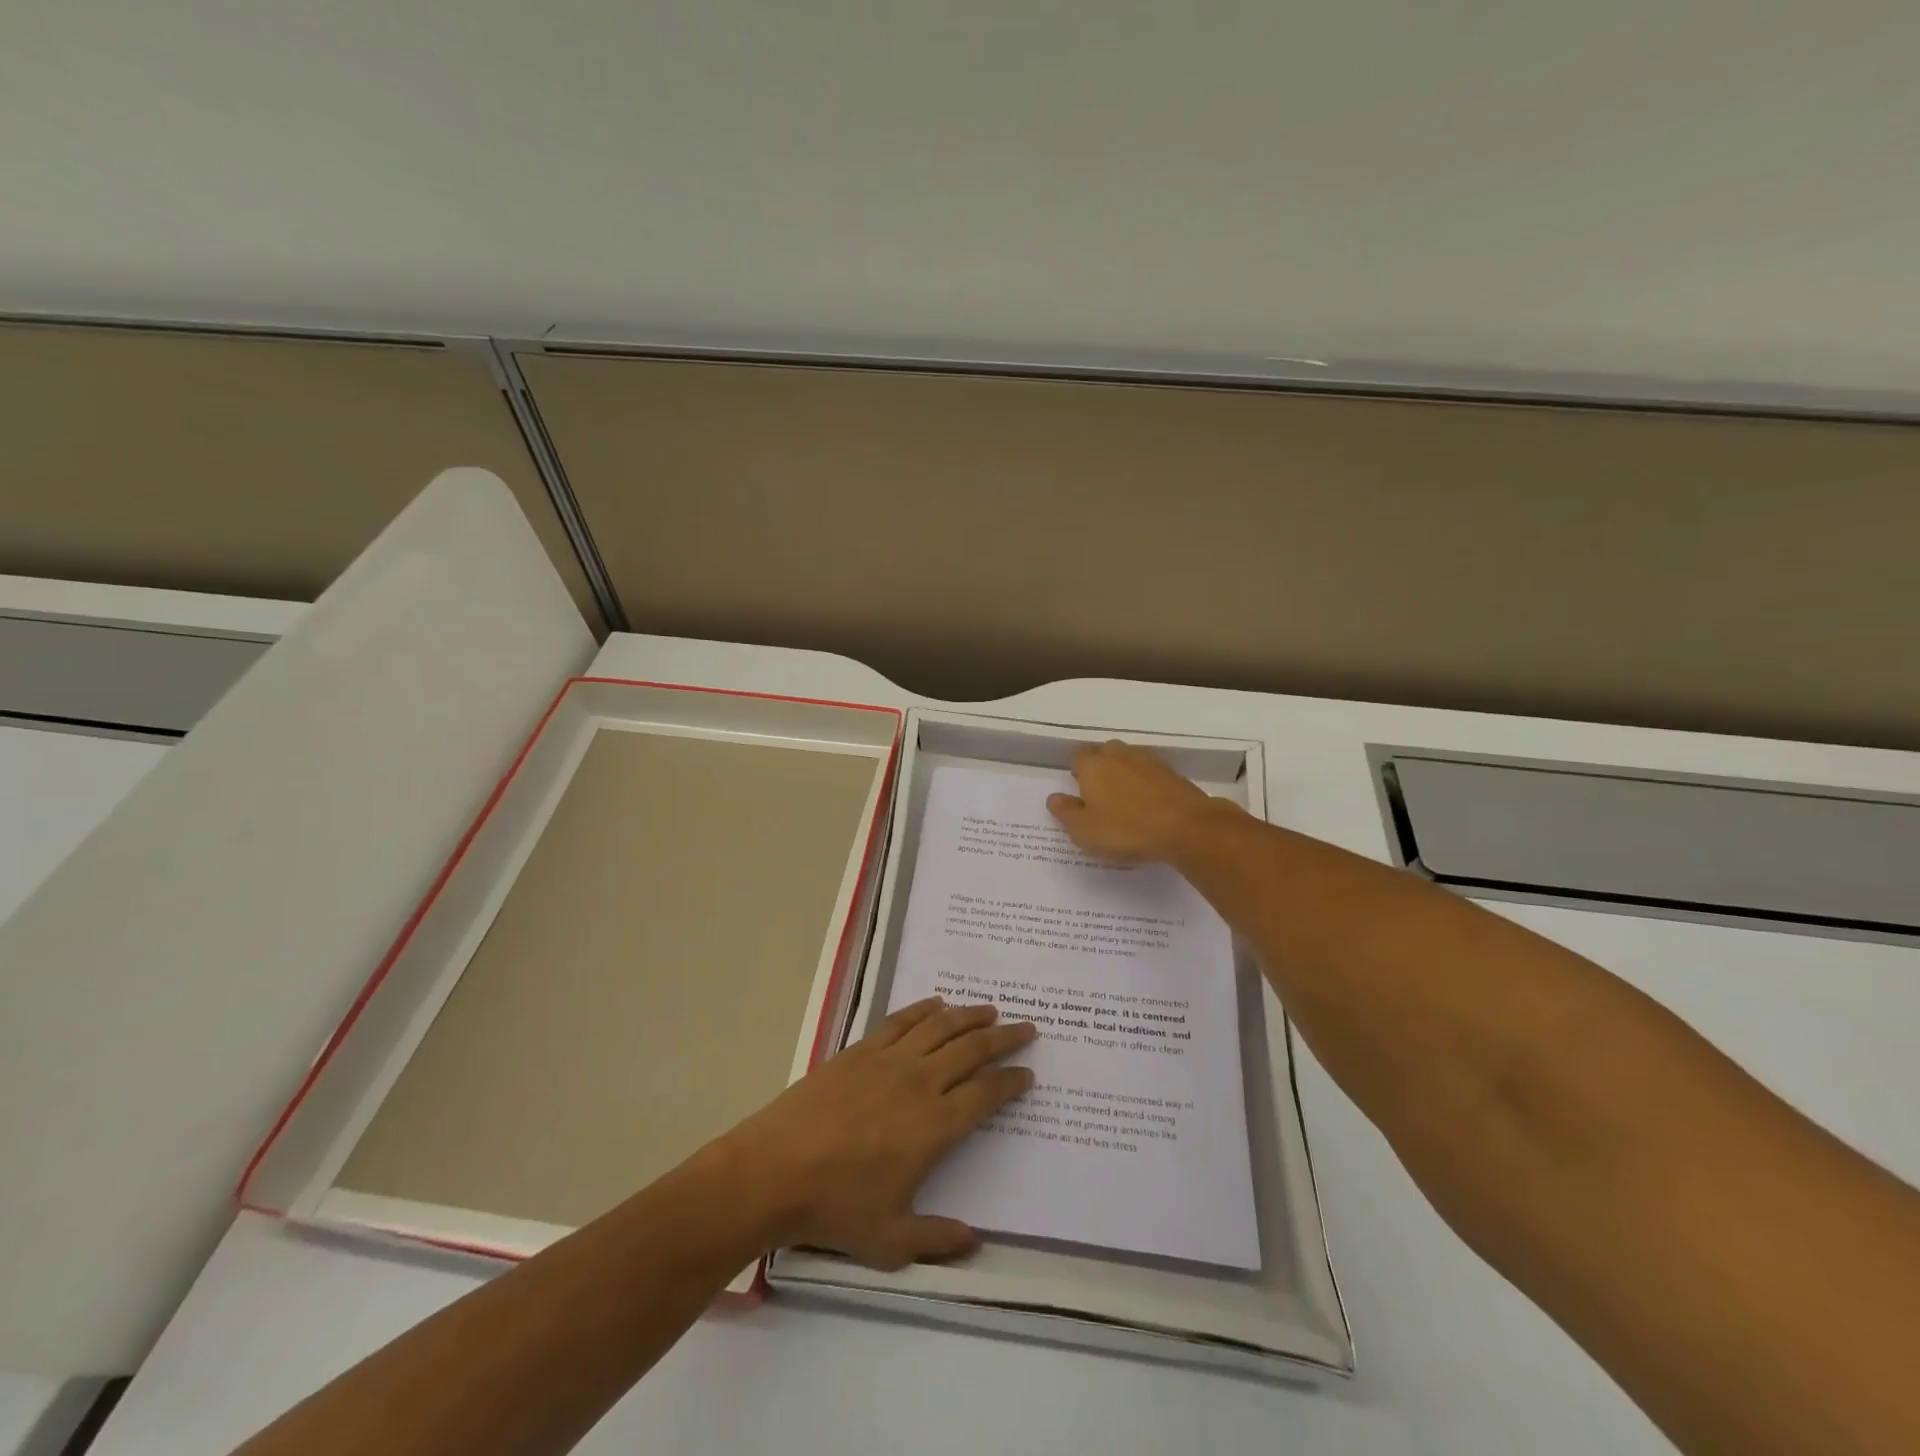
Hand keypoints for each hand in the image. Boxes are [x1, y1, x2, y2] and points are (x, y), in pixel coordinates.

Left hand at [722, 998, 1035, 1268]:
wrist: (775, 1170)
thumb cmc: (835, 1207)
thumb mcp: (891, 1240)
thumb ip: (938, 1239)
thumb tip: (976, 1241)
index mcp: (935, 1126)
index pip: (986, 1094)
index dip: (1011, 1081)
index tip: (1027, 1073)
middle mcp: (920, 1083)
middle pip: (972, 1049)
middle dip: (1004, 1038)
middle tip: (1026, 1028)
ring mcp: (889, 1061)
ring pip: (940, 1027)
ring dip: (969, 1015)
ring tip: (990, 1009)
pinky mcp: (861, 1050)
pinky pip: (901, 1021)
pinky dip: (923, 1009)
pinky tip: (936, 1004)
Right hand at [1047, 740, 1226, 862]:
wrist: (1187, 827)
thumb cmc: (1126, 829)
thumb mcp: (1084, 831)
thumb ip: (1066, 812)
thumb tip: (1054, 798)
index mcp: (1093, 764)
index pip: (1077, 755)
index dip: (1076, 770)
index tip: (1078, 791)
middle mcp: (1119, 754)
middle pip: (1103, 753)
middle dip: (1099, 768)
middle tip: (1099, 796)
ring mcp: (1148, 760)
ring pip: (1128, 760)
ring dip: (1123, 774)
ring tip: (1124, 801)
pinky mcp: (1172, 772)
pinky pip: (1149, 773)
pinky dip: (1145, 784)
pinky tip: (1147, 805)